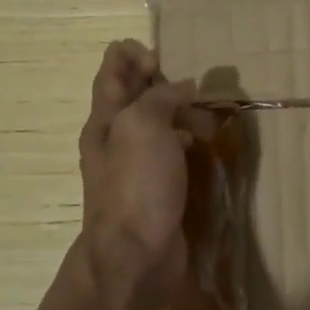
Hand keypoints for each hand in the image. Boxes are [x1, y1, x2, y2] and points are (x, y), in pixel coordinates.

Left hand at [78, 40, 197, 301]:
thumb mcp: (144, 126)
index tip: (159, 53)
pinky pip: (169, 152)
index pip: (111, 72)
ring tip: (204, 107)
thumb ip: (161, 97)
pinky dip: (184, 139)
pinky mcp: (155, 189)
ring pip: (154, 124)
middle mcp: (115, 138)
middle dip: (155, 79)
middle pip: (132, 96)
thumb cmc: (136, 185)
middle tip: (187, 75)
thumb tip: (184, 86)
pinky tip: (202, 143)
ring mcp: (134, 166)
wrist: (135, 256)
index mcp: (105, 119)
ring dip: (175, 109)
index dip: (130, 55)